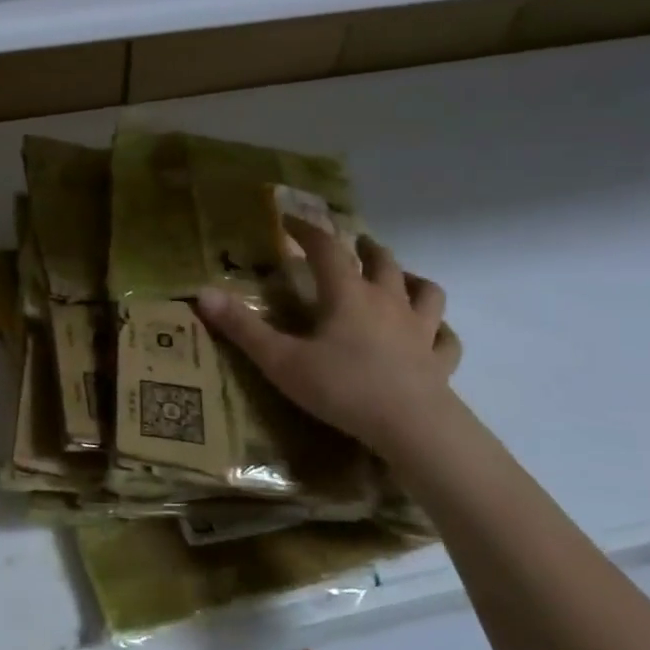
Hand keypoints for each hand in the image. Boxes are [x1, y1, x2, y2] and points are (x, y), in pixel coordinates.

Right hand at [197, 220, 454, 454]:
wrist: (413, 429)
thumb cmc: (343, 389)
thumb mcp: (281, 360)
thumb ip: (242, 328)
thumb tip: (202, 294)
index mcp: (347, 295)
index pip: (326, 249)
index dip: (307, 231)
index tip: (290, 220)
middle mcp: (387, 302)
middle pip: (381, 262)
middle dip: (364, 248)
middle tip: (354, 243)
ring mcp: (420, 331)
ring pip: (425, 292)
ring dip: (411, 278)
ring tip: (401, 277)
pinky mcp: (439, 362)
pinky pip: (446, 339)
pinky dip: (440, 330)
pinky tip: (435, 333)